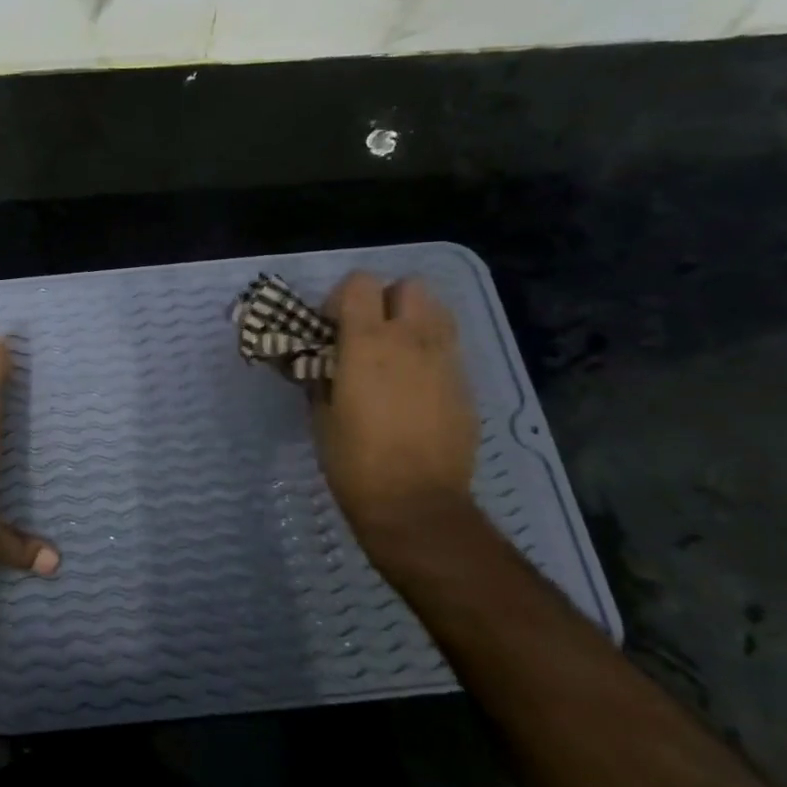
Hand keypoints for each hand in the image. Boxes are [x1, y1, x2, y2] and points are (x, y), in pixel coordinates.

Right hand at [312, 273, 479, 550]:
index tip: (332, 327)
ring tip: (396, 353)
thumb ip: (322, 377)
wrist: (415, 504)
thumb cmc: (354, 461)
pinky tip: (416, 387)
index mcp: (367, 343)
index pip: (360, 282)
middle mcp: (411, 340)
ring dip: (414, 320)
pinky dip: (431, 353)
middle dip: (386, 300)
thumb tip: (320, 363)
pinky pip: (448, 349)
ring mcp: (445, 360)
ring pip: (437, 311)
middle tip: (368, 333)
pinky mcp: (466, 385)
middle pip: (409, 285)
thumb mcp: (322, 415)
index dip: (342, 297)